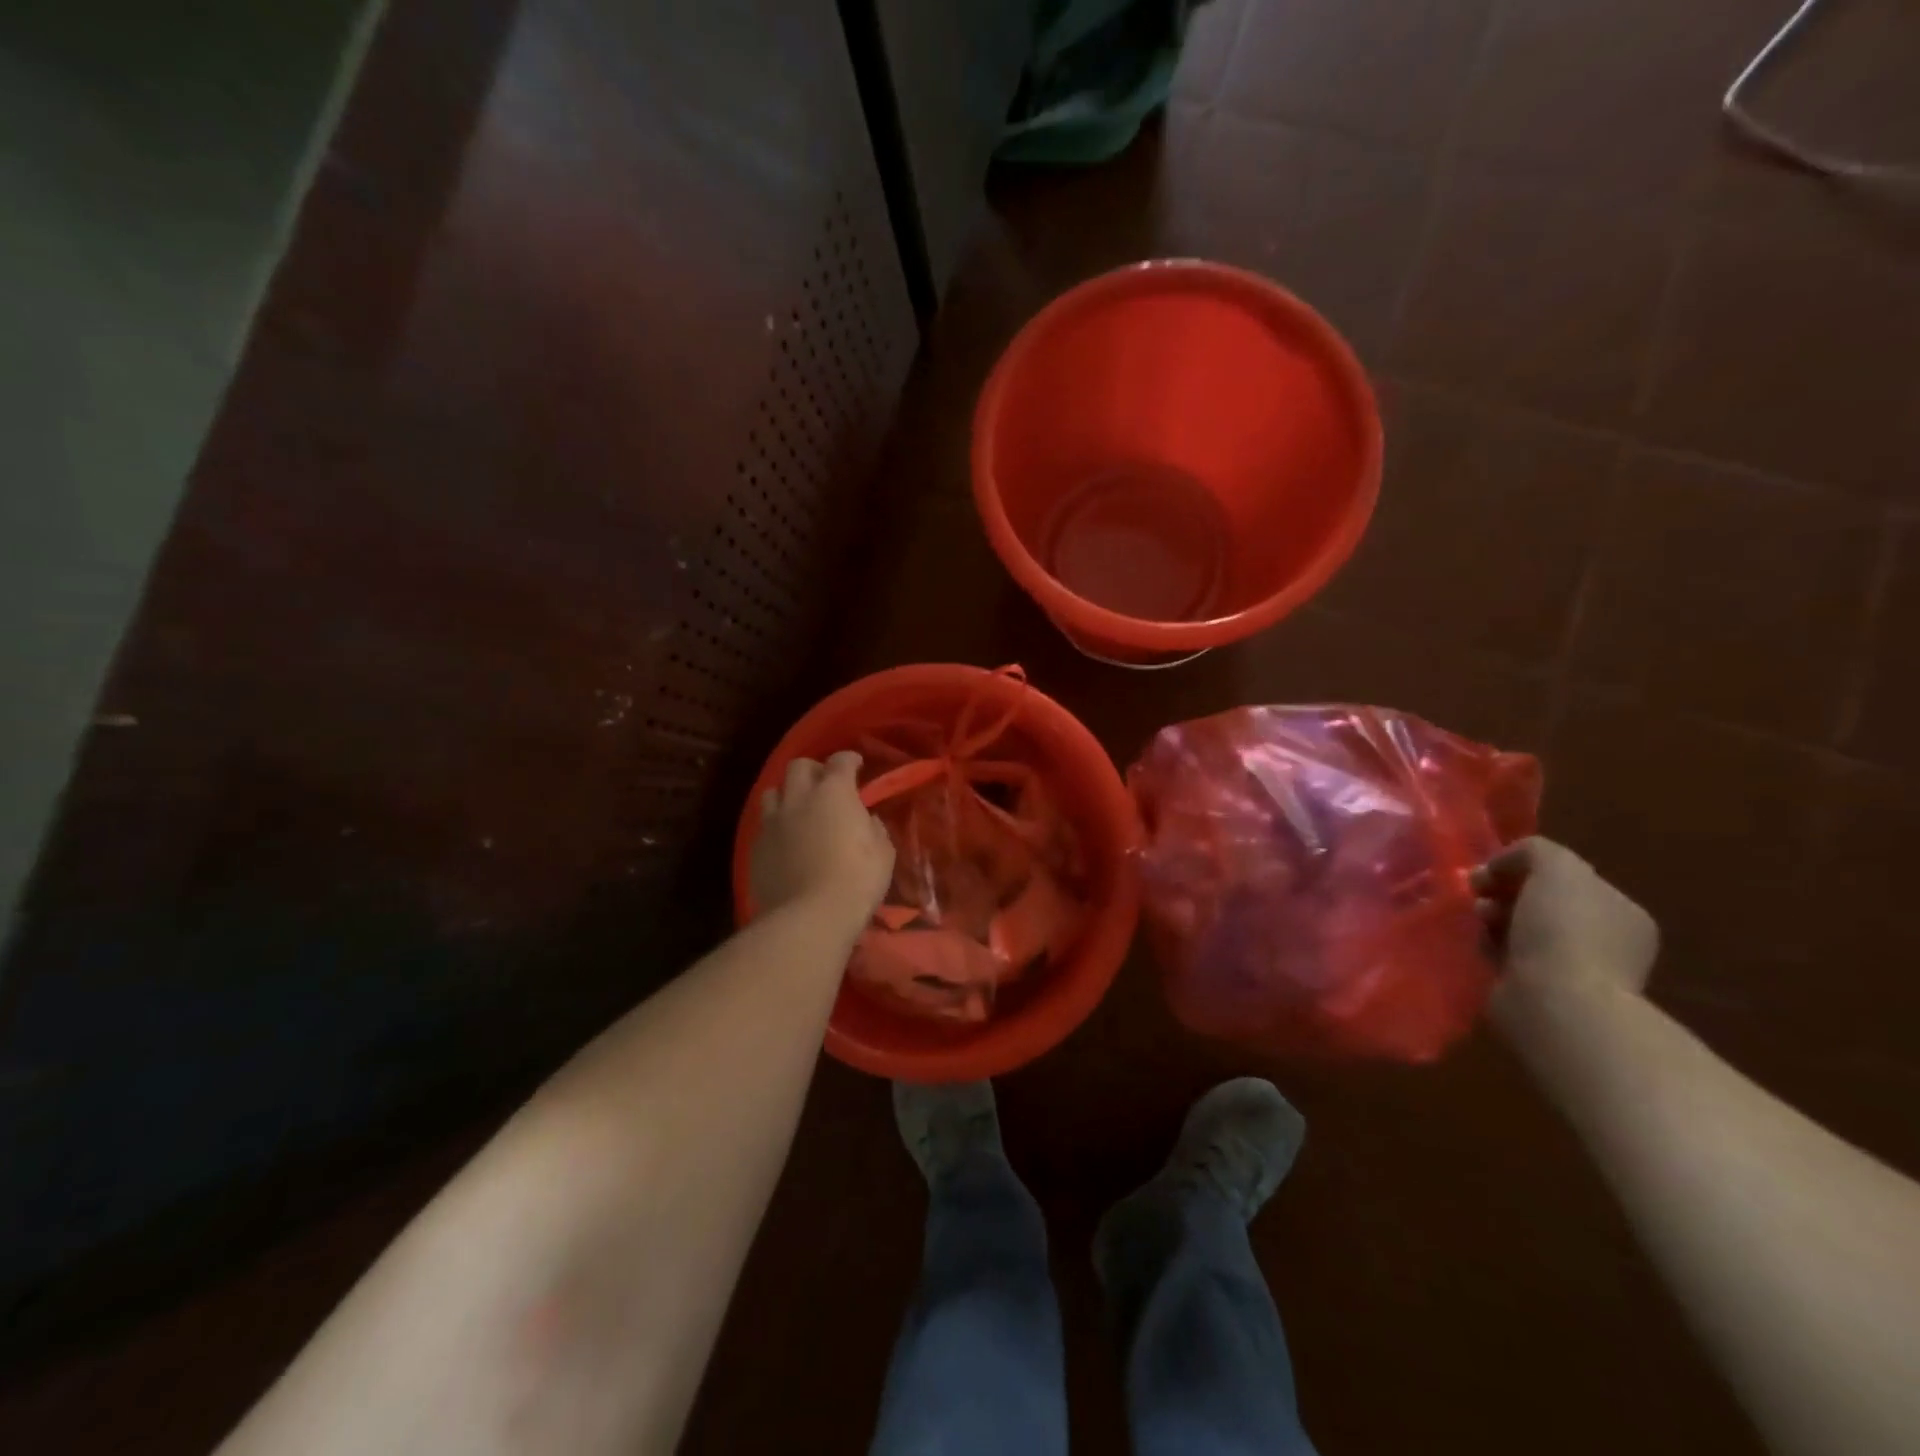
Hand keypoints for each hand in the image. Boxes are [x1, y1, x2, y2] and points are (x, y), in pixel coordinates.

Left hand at [750, 753, 893, 927]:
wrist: (809, 917)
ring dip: (788, 795)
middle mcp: (798, 798)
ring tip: (799, 810)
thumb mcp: (883, 853)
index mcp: (834, 792)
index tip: (856, 765)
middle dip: (813, 770)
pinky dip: (777, 827)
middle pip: (799, 766)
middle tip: (825, 785)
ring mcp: (772, 822)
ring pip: (773, 792)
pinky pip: (764, 826)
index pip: (840, 761)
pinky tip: (786, 842)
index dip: (849, 760)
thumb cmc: (856, 880)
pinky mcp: (755, 848)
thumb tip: (866, 821)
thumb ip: (874, 829)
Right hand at [1471, 837, 1658, 1022]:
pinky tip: (1482, 948)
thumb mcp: (1557, 868)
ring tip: (1478, 922)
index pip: (1567, 878)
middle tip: (1478, 893)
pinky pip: (1508, 957)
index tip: (1491, 870)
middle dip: (1504, 892)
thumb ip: (1537, 851)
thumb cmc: (1564, 931)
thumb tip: (1505, 865)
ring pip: (1521, 929)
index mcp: (1622, 912)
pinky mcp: (1542, 993)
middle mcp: (1606, 941)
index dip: (1525, 868)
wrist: (1557, 1004)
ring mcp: (1576, 971)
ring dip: (1493, 919)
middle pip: (1541, 902)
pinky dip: (1491, 948)